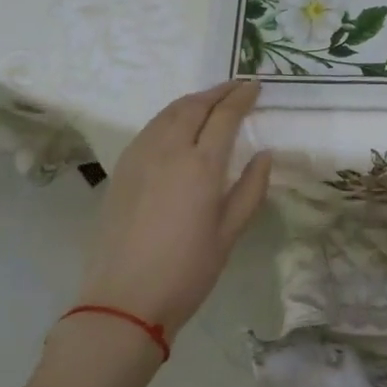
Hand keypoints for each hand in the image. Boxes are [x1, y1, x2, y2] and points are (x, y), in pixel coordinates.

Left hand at [81, 81, 272, 337]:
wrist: (124, 300)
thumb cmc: (187, 271)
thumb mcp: (230, 233)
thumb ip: (250, 189)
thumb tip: (265, 156)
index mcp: (200, 166)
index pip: (225, 116)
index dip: (242, 97)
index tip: (255, 86)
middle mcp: (168, 151)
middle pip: (194, 106)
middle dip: (218, 91)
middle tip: (237, 87)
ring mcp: (140, 158)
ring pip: (168, 113)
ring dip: (193, 100)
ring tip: (211, 100)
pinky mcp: (122, 170)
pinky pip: (150, 128)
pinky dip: (171, 115)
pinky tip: (178, 125)